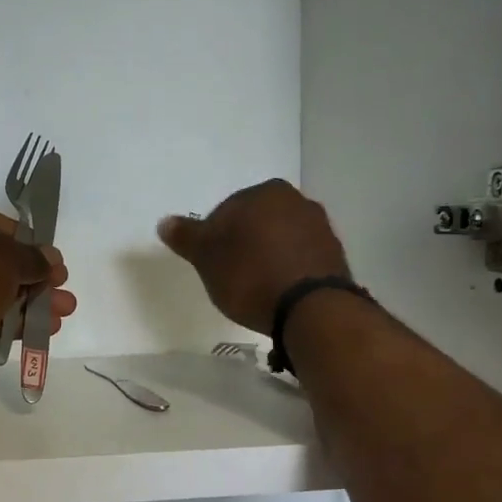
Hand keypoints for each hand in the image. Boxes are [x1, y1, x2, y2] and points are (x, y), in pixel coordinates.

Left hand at [0, 196, 76, 388]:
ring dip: (29, 302)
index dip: (26, 241)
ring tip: (64, 312)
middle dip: (32, 277)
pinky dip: (12, 322)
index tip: (51, 259)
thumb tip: (52, 260)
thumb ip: (34, 258)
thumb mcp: (7, 258)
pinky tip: (44, 330)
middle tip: (61, 287)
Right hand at [158, 180, 350, 334]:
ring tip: (257, 288)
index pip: (226, 210)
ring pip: (281, 238)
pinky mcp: (335, 255)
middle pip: (256, 222)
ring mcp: (320, 227)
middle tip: (232, 277)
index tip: (212, 265)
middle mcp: (296, 200)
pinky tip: (279, 292)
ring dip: (268, 256)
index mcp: (264, 192)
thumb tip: (165, 222)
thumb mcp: (207, 258)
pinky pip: (301, 257)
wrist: (311, 309)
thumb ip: (186, 237)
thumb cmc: (250, 276)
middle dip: (243, 244)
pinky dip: (288, 269)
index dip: (214, 239)